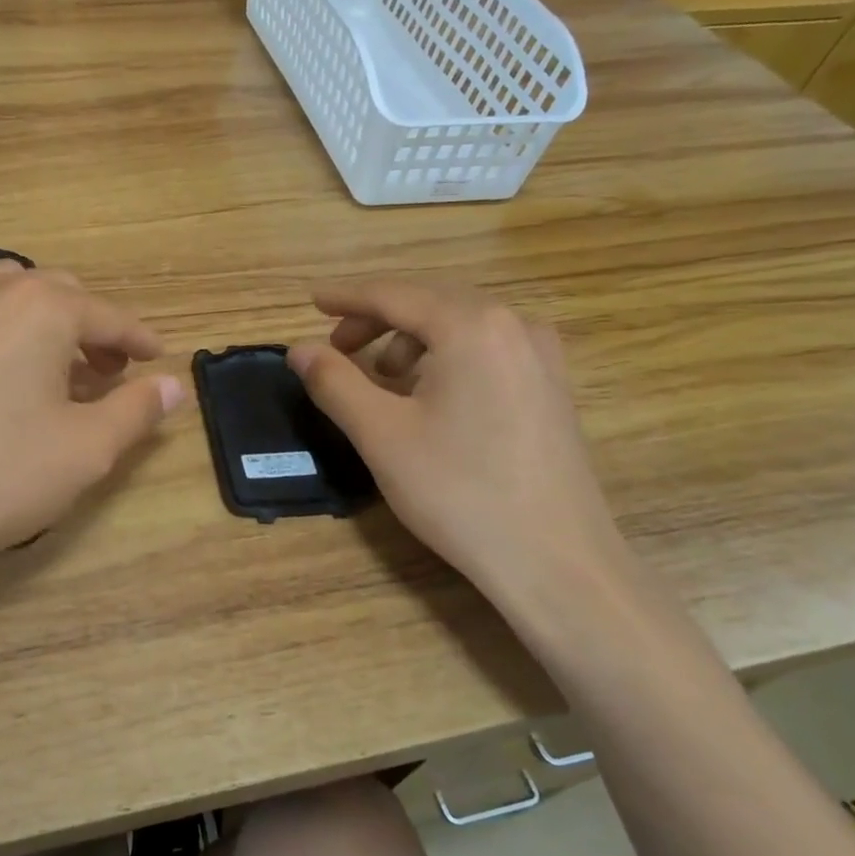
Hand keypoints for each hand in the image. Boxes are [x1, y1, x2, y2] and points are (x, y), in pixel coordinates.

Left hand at [0, 262, 184, 566]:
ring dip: (37, 318)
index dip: (139, 339)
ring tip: (47, 361)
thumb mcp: (85, 450)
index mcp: (45, 309)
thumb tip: (173, 385)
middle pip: (59, 294)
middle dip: (91, 328)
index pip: (109, 316)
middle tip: (108, 372)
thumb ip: (136, 411)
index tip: (157, 358)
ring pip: (4, 290)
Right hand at [287, 280, 624, 604]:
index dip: (348, 297)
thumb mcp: (381, 435)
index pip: (395, 295)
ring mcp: (541, 356)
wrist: (555, 560)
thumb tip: (299, 350)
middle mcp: (514, 326)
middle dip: (378, 318)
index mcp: (472, 326)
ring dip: (411, 340)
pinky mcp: (551, 388)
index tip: (311, 302)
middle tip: (337, 346)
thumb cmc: (459, 491)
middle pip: (431, 302)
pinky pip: (486, 350)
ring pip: (460, 326)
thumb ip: (334, 382)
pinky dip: (444, 357)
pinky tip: (427, 395)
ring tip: (380, 378)